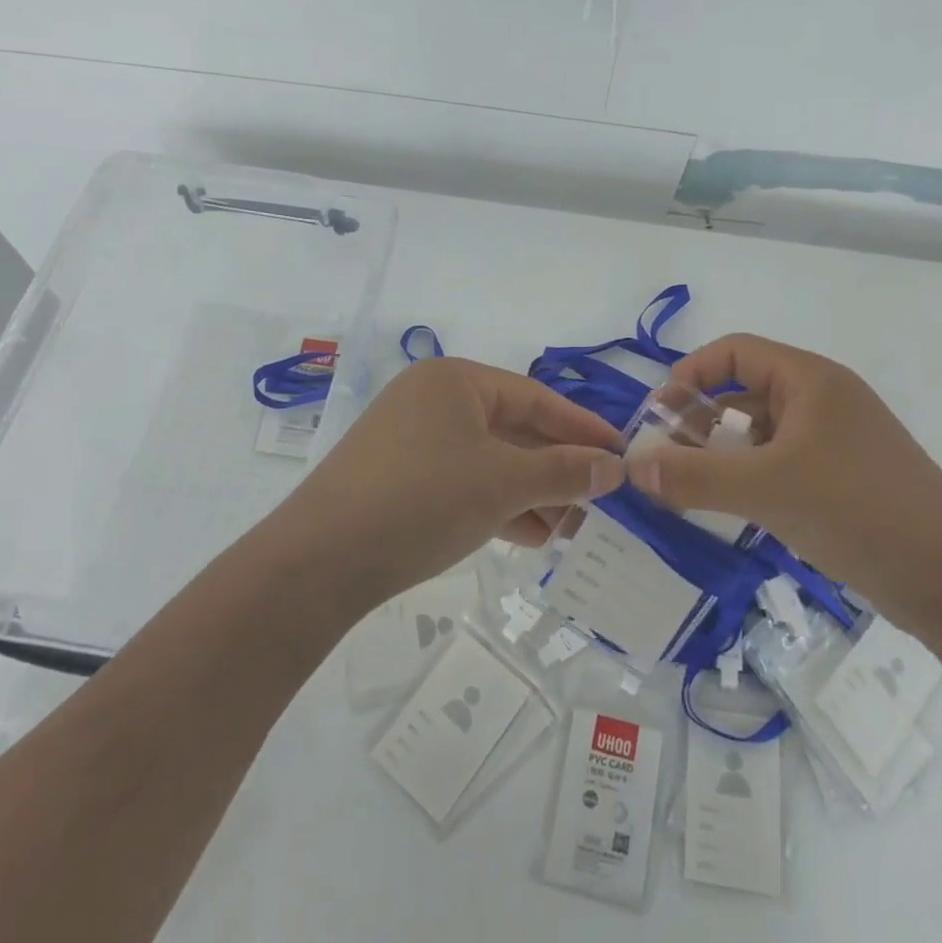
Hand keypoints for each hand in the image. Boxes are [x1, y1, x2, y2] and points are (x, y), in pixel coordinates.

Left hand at [282, 356, 623, 600]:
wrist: (320, 560)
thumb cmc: (423, 499)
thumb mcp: (502, 483)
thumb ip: (563, 471)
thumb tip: (615, 467)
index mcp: (455, 381)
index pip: (535, 397)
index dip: (581, 427)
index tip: (621, 453)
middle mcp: (433, 401)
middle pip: (512, 429)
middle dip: (557, 468)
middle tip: (601, 499)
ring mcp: (412, 441)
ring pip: (489, 461)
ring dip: (532, 492)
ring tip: (574, 527)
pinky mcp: (400, 479)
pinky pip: (464, 483)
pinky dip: (498, 505)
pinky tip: (532, 535)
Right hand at [623, 333, 941, 632]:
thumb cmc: (859, 512)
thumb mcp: (766, 490)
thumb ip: (694, 476)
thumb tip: (632, 467)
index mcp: (810, 379)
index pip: (733, 352)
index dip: (689, 375)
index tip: (658, 416)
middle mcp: (823, 400)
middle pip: (744, 391)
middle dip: (699, 419)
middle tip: (667, 458)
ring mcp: (836, 441)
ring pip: (761, 432)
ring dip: (722, 452)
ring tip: (691, 487)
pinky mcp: (844, 480)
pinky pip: (781, 463)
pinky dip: (750, 477)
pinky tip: (732, 508)